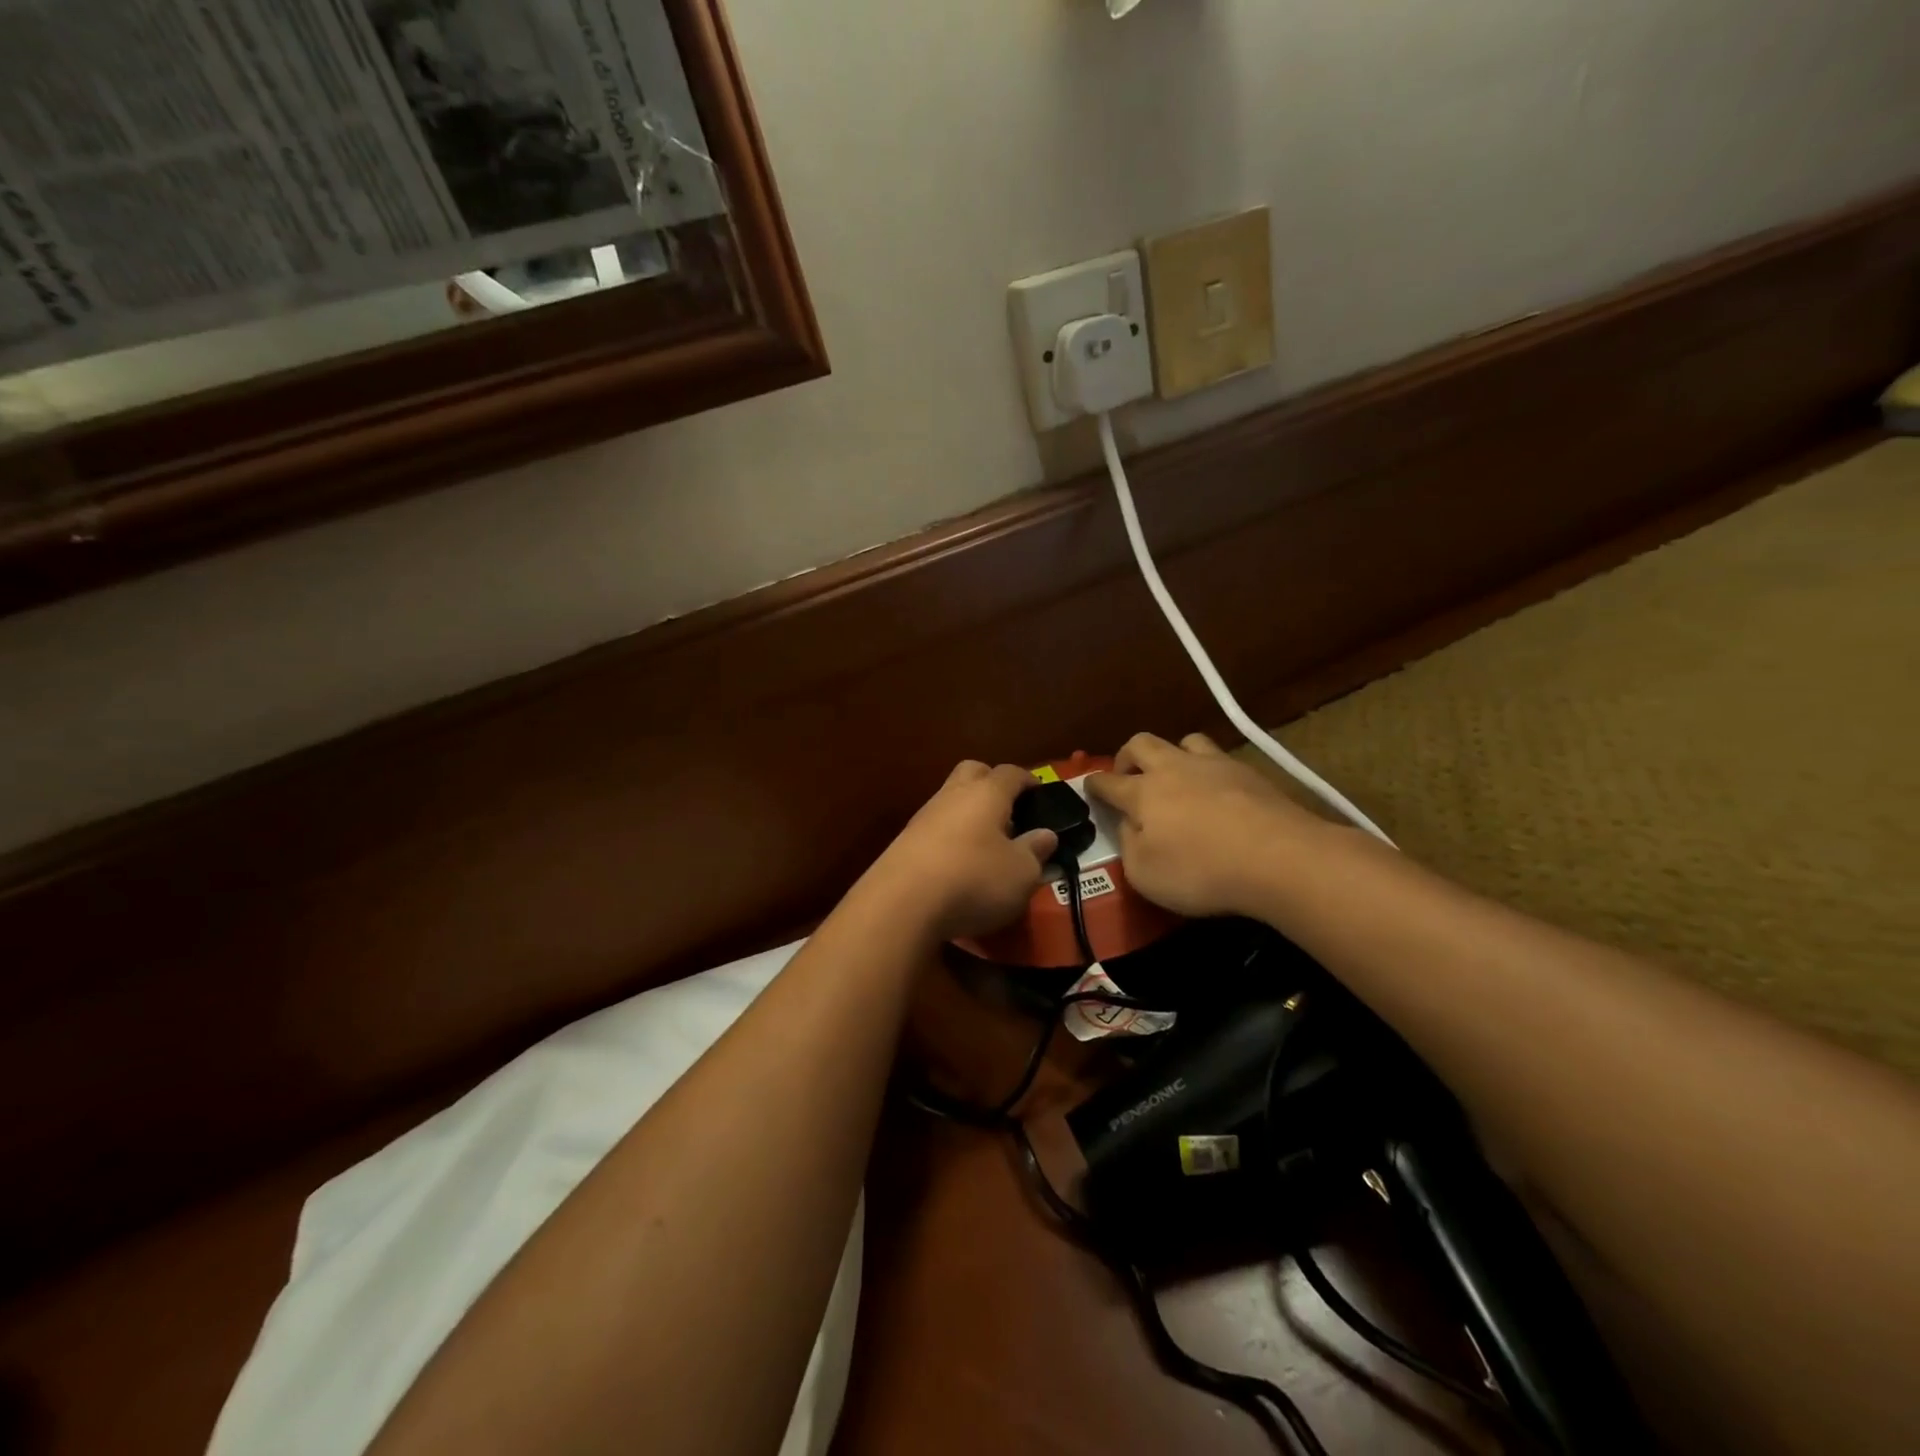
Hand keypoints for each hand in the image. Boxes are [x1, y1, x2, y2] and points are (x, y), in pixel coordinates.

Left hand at [863, 761, 1055, 939]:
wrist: (901, 903)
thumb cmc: (974, 879)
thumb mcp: (1021, 873)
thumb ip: (1035, 851)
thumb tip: (1045, 835)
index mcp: (987, 793)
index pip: (1011, 773)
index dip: (1028, 780)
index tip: (1039, 793)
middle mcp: (953, 794)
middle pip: (973, 772)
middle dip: (991, 783)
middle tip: (1009, 811)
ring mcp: (924, 816)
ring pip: (950, 799)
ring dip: (968, 813)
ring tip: (986, 843)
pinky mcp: (904, 841)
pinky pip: (935, 827)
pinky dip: (950, 837)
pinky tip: (958, 863)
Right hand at [1084, 732, 1328, 918]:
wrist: (1279, 858)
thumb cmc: (1201, 871)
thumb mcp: (1145, 874)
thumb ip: (1129, 846)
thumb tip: (1130, 826)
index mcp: (1143, 793)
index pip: (1108, 782)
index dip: (1094, 785)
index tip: (1089, 786)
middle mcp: (1174, 768)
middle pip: (1141, 743)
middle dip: (1127, 756)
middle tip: (1128, 775)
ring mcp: (1214, 765)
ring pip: (1184, 740)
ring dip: (1173, 754)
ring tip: (1177, 776)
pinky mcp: (1250, 772)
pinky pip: (1220, 758)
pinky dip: (1210, 770)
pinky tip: (1218, 790)